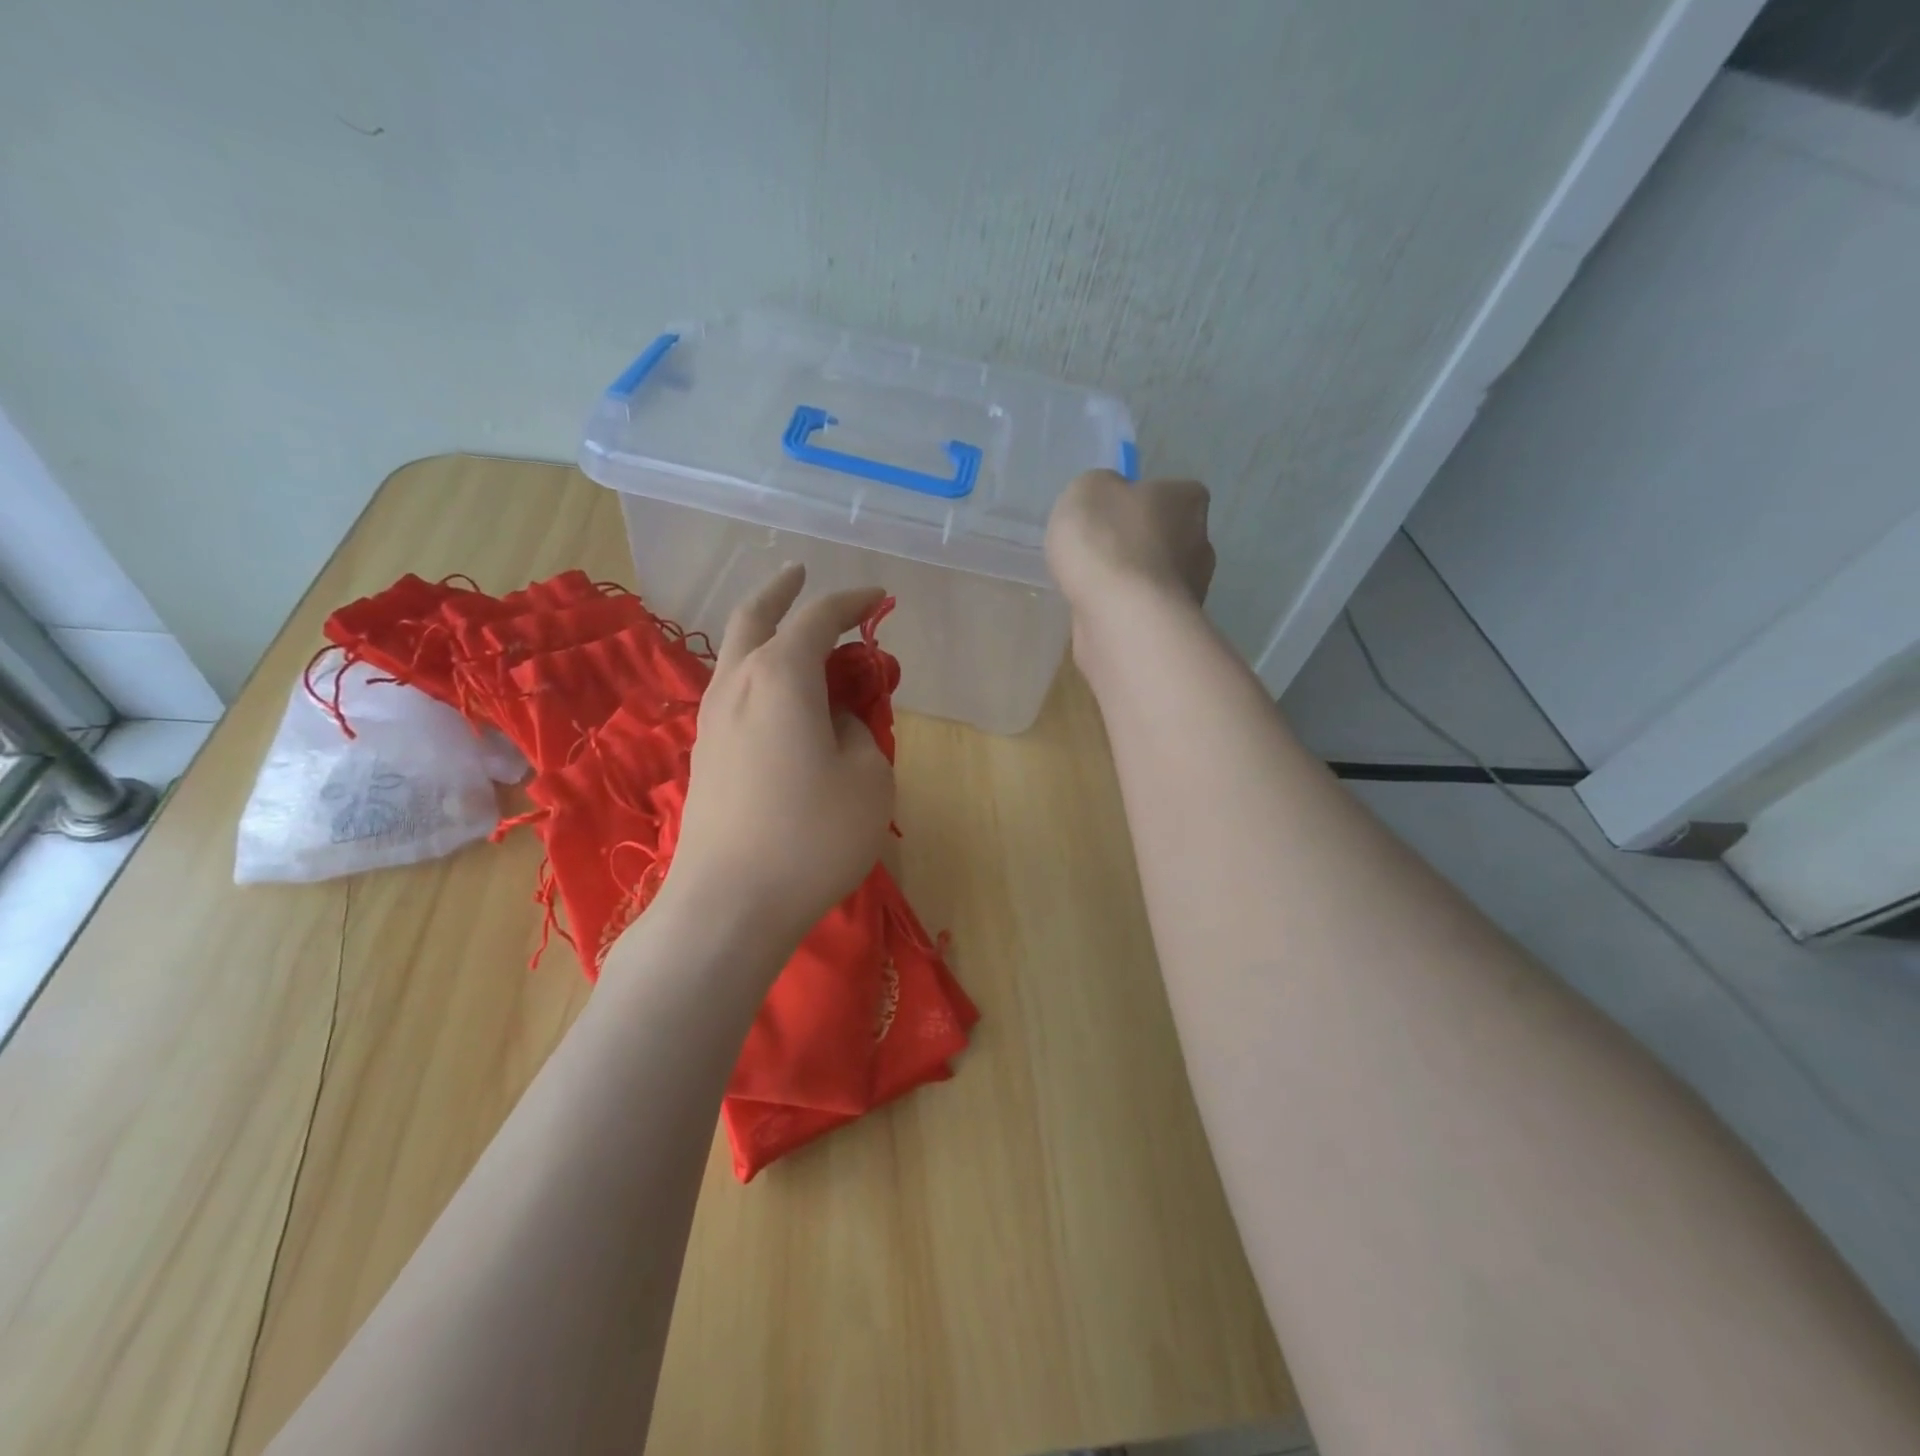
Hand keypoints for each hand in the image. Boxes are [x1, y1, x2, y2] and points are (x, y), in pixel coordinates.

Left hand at [662, 563, 894, 947]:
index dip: (852, 601)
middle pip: (756, 618)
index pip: (818, 618)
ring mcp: (711, 720)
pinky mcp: (703, 754)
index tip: (878, 597)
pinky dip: (758, 673)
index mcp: (781, 676)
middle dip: (782, 591)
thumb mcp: (869, 779)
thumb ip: (859, 732)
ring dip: (767, 633)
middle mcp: (737, 684)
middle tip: (802, 574)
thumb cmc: (812, 836)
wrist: (729, 904)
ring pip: (736, 654)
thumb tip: (836, 719)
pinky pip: (733, 691)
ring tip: (797, 637)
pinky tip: (779, 696)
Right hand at [1045, 470, 1214, 660]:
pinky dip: (1127, 613)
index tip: (1112, 517)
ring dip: (1132, 583)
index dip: (1141, 503)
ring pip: (1157, 579)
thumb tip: (1110, 500)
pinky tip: (1100, 614)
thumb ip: (1100, 489)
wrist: (1120, 617)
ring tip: (1093, 589)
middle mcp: (1201, 543)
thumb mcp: (1087, 490)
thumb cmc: (1106, 542)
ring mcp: (1192, 591)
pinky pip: (1146, 612)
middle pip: (1167, 539)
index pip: (1173, 493)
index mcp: (1188, 500)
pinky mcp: (1174, 629)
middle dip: (1138, 547)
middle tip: (1099, 555)